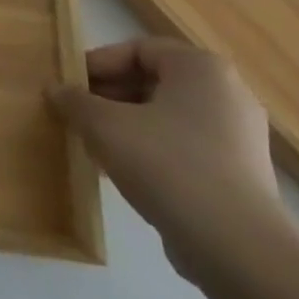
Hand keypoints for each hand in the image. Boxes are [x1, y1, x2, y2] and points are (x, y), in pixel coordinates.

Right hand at [49, 38, 286, 278]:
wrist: (236, 248)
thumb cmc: (167, 164)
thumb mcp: (104, 125)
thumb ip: (75, 101)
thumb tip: (56, 90)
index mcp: (201, 68)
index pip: (137, 50)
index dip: (98, 64)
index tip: (70, 86)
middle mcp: (227, 93)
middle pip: (153, 82)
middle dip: (110, 97)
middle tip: (77, 115)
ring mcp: (240, 136)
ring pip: (167, 117)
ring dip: (127, 126)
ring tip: (94, 146)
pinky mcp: (241, 175)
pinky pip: (186, 148)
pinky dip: (153, 152)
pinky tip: (125, 174)